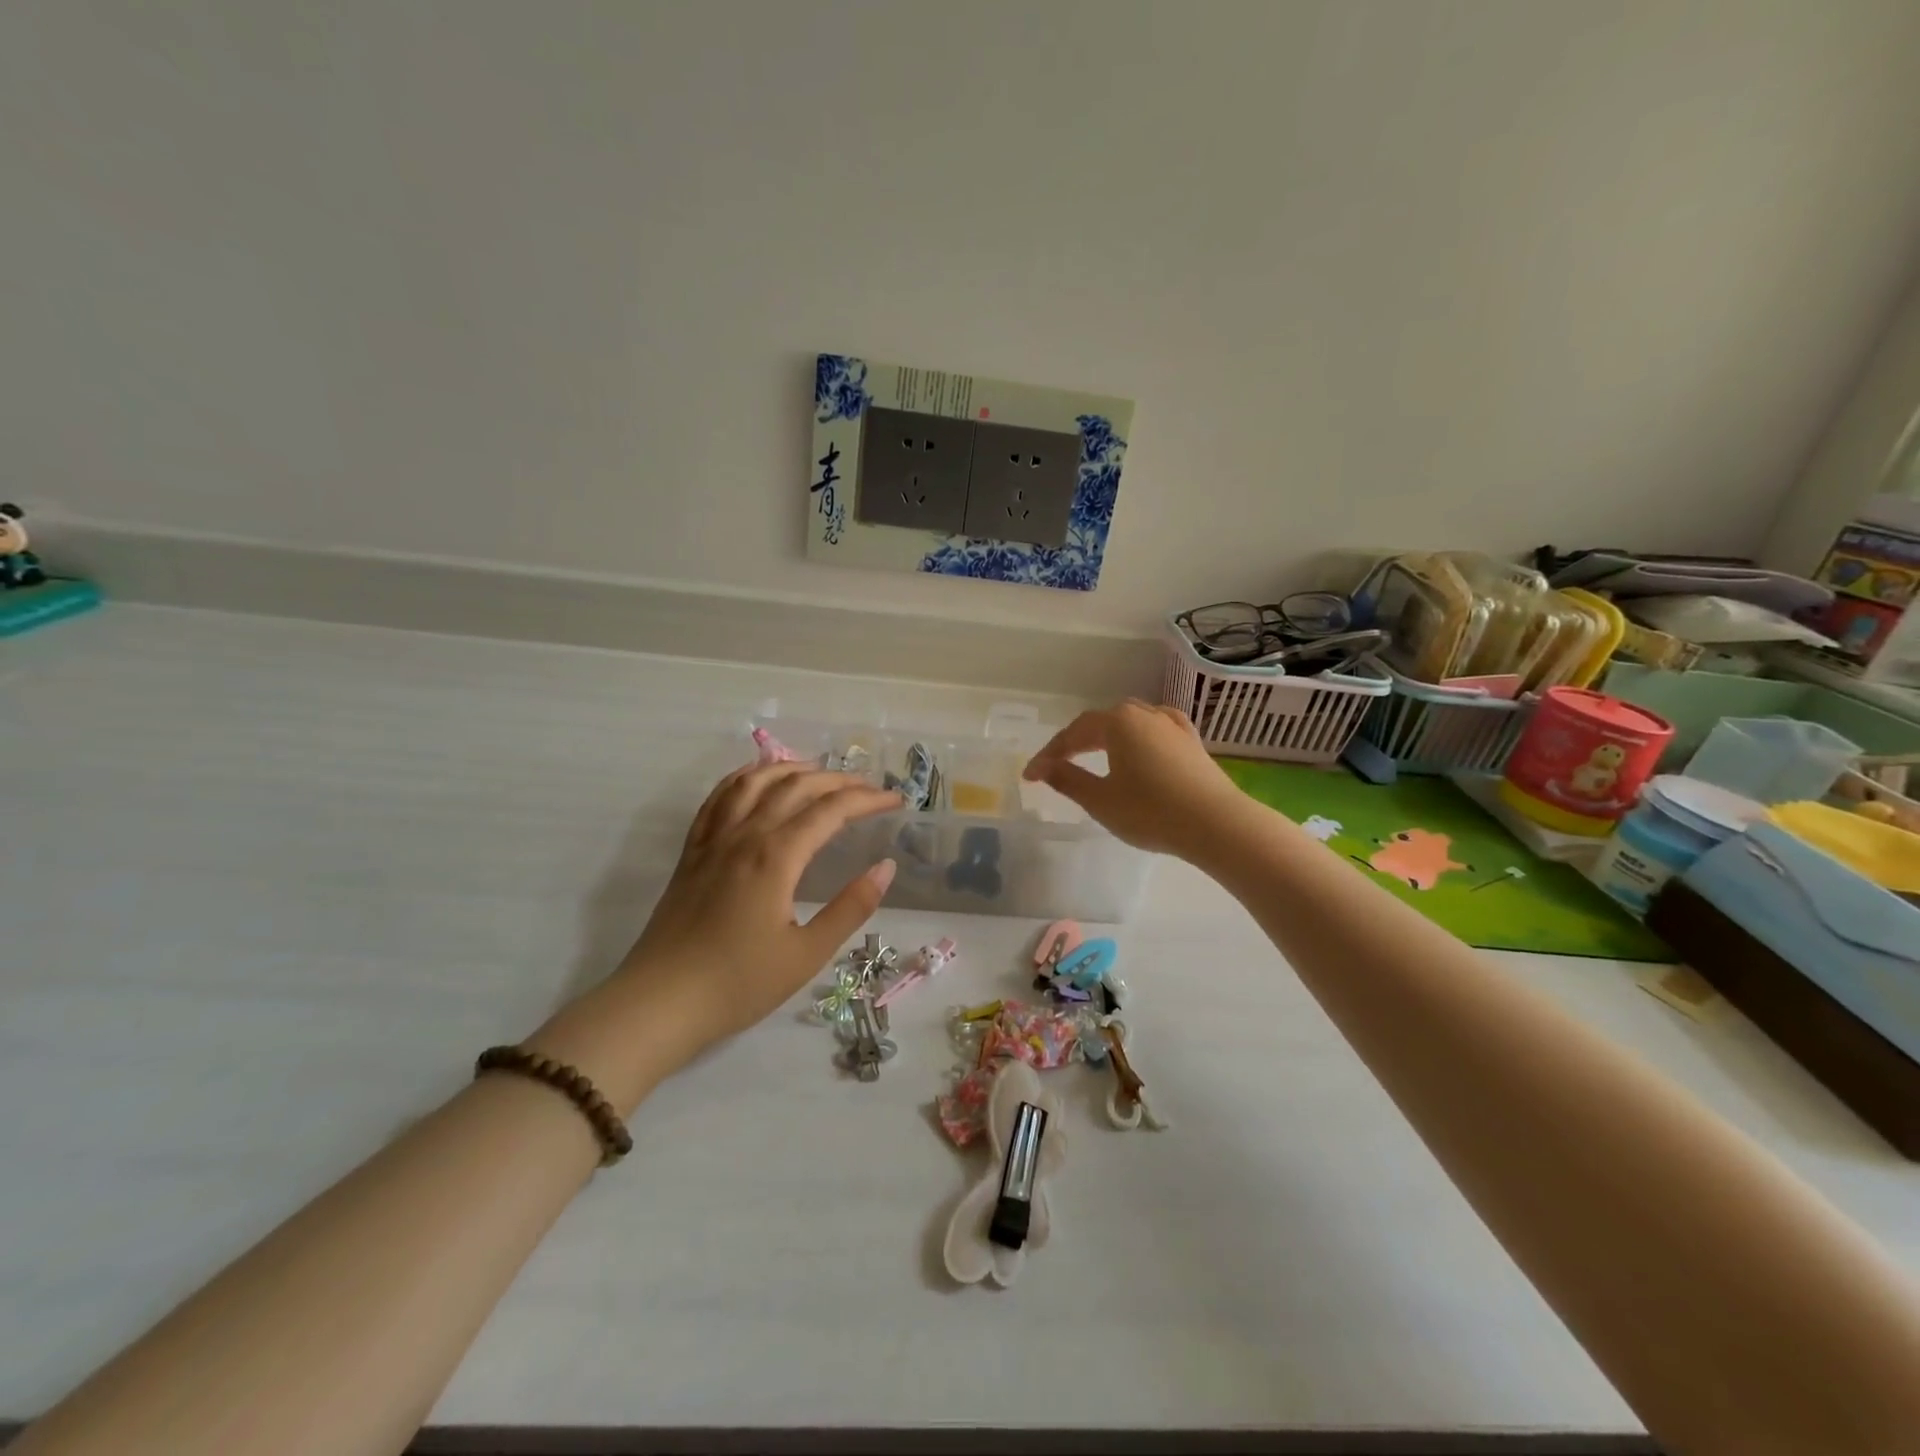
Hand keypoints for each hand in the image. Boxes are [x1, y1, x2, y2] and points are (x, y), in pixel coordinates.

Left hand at [532, 764, 901, 1104]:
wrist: (659, 1004)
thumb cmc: (738, 984)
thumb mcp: (807, 954)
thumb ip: (851, 907)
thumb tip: (886, 867)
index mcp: (776, 856)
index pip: (831, 810)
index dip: (867, 799)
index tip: (896, 801)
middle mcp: (745, 835)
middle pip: (796, 786)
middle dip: (839, 780)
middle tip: (869, 788)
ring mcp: (714, 839)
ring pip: (755, 781)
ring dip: (792, 768)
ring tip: (820, 772)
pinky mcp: (692, 852)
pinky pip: (718, 798)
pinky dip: (743, 778)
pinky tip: (756, 778)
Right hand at [1022, 699, 1244, 861]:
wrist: (1217, 824)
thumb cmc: (1151, 812)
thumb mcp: (1101, 800)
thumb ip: (1068, 780)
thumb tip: (1043, 767)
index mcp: (1117, 722)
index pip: (1074, 733)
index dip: (1049, 754)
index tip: (1031, 775)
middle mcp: (1144, 714)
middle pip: (1101, 722)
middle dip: (1076, 742)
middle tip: (1057, 765)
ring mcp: (1172, 726)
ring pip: (1130, 722)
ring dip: (1107, 737)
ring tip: (1094, 753)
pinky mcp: (1192, 742)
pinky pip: (1157, 729)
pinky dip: (1140, 736)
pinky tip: (1143, 742)